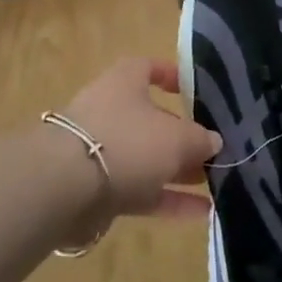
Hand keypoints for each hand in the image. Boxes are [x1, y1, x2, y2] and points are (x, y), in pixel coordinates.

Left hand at [61, 57, 220, 218]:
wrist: (64, 187)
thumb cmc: (127, 141)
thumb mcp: (177, 137)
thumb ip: (200, 139)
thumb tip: (213, 141)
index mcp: (125, 82)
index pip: (149, 68)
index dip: (171, 76)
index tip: (194, 91)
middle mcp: (111, 111)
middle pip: (152, 119)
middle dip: (184, 136)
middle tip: (216, 151)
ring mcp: (101, 151)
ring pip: (147, 158)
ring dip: (179, 172)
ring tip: (217, 185)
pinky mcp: (97, 189)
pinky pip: (140, 190)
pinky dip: (168, 200)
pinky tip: (202, 214)